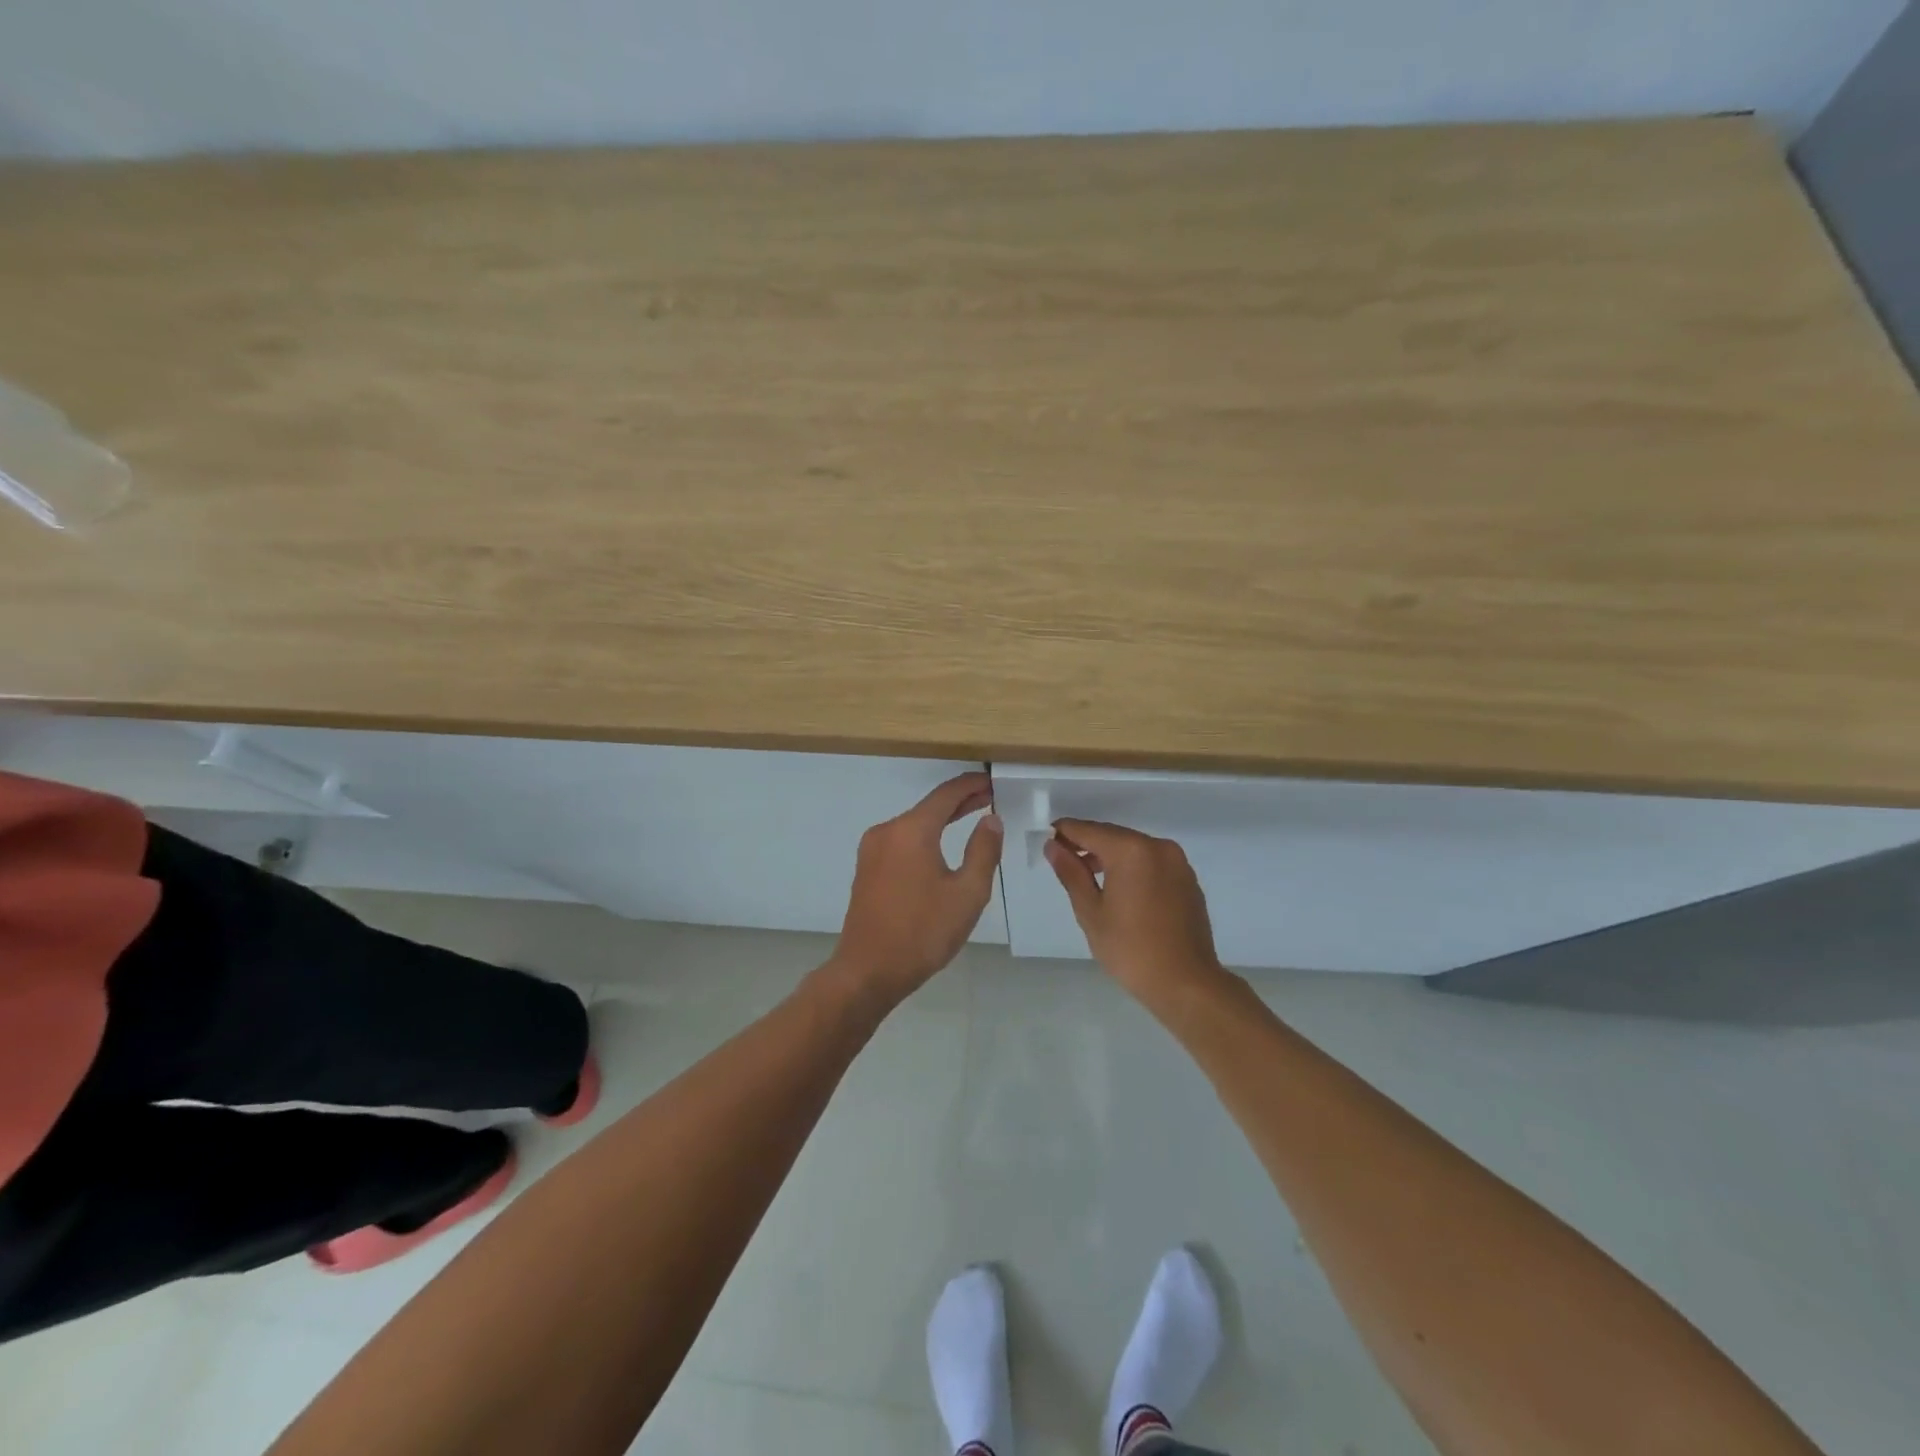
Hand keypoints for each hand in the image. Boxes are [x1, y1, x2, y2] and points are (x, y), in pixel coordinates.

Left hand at [826, 772, 1003, 1007]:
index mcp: (911, 830)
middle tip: (989, 798)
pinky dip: (924, 836)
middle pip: (928, 807)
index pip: (946, 794)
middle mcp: (887, 831)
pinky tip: (940, 846)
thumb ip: (983, 851)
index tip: (992, 782)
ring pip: (913, 824)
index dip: (971, 785)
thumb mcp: (967, 893)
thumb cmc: (923, 932)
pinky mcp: (866, 868)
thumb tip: (991, 820)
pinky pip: (901, 840)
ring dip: (941, 819)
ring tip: (971, 818)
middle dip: (959, 801)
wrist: (868, 971)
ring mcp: (872, 849)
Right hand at [1045, 819, 1229, 1005]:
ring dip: (1110, 855)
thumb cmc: (1130, 949)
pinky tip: (1120, 890)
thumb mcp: (1091, 911)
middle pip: (1113, 835)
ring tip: (1088, 877)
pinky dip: (1132, 867)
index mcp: (1131, 850)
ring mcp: (1177, 862)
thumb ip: (1071, 873)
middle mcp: (1158, 846)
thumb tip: (1053, 846)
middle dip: (1087, 844)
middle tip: (1064, 861)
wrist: (1186, 984)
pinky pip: (1152, 862)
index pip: (1089, 830)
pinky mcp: (1187, 879)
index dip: (1065, 833)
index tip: (1047, 842)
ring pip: (1134, 848)